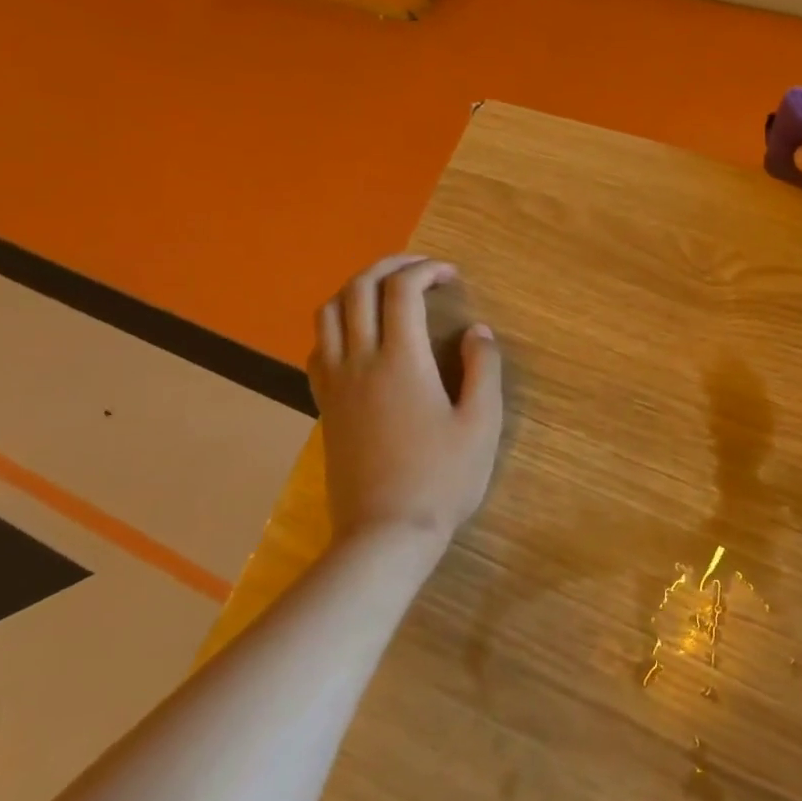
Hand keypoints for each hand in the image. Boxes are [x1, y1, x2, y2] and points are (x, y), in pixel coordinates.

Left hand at [307, 255, 503, 541]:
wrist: (384, 534)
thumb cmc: (441, 479)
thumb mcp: (481, 423)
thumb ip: (483, 368)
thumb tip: (478, 331)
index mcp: (401, 360)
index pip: (402, 290)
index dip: (427, 270)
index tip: (452, 275)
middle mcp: (360, 361)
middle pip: (358, 288)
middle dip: (390, 266)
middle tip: (421, 269)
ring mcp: (335, 383)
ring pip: (329, 313)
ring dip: (358, 288)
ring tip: (389, 292)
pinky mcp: (324, 405)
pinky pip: (319, 347)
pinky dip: (338, 324)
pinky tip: (361, 337)